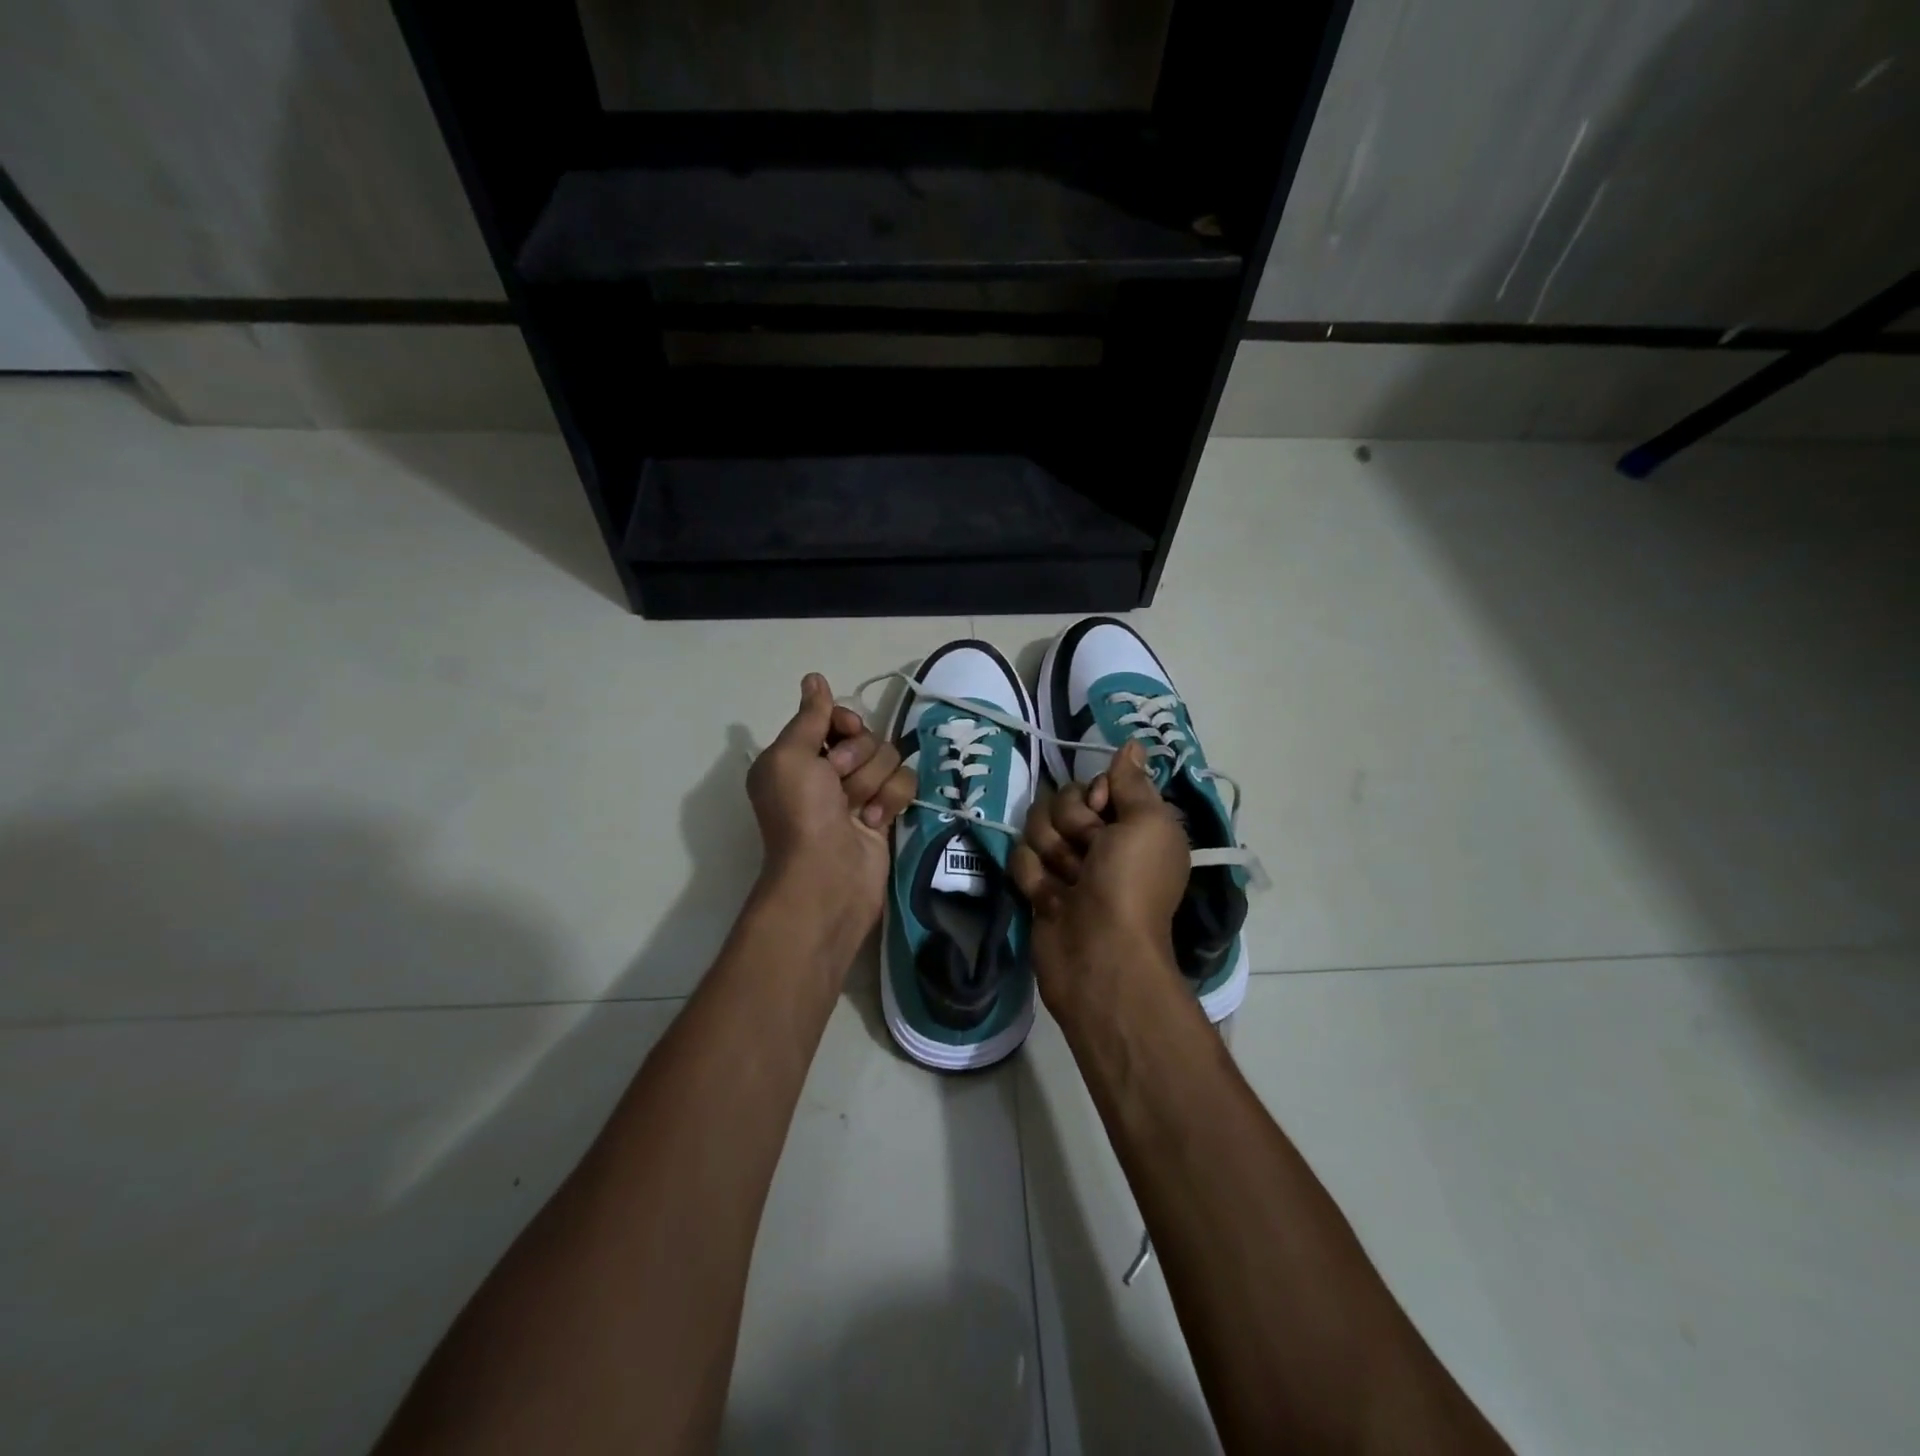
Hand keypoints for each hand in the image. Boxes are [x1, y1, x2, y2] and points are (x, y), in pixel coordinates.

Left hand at [747, 674, 915, 931]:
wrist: (828, 876)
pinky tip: (873, 823)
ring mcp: (858, 793)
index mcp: (798, 756)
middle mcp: (827, 772)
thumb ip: (809, 716)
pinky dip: (890, 801)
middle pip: (867, 737)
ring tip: (856, 809)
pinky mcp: (884, 813)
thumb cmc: (801, 813)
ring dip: (873, 782)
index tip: (842, 734)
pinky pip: (904, 784)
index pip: (836, 717)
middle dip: (858, 758)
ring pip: (890, 758)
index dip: (844, 723)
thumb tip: (814, 678)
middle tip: (838, 784)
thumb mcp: (790, 756)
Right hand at [1010, 740, 1190, 1017]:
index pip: (1096, 782)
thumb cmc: (1131, 885)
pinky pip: (1021, 858)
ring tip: (1070, 883)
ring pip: (1037, 827)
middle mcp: (1101, 840)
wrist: (1099, 954)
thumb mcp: (1147, 824)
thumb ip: (1132, 782)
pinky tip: (1050, 900)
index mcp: (1133, 823)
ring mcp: (1067, 864)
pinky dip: (1035, 879)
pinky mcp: (1039, 886)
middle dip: (1071, 824)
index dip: (1094, 793)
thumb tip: (1133, 744)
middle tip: (1089, 855)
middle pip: (1062, 800)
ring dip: (1052, 853)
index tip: (1103, 812)